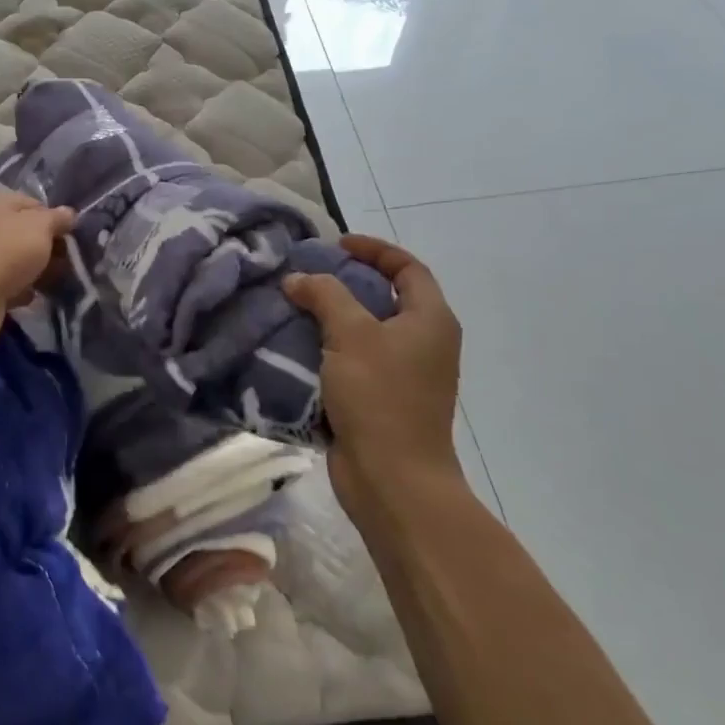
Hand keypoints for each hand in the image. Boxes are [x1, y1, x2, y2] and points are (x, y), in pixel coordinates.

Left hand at [0, 190, 74, 342]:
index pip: (31, 203)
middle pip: (22, 231)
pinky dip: (19, 287)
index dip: (54, 219)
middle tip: (66, 261)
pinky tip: (31, 296)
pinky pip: (4, 280)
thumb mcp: (41, 226)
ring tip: (54, 281)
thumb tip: (69, 214)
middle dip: (46, 246)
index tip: (70, 237)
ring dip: (35, 269)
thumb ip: (57, 218)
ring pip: (14, 257)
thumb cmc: (6, 251)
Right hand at [284, 235, 463, 519]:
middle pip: (385, 297)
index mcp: (430, 320)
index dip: (374, 249)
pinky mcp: (382, 400)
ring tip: (293, 306)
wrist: (392, 479)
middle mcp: (423, 343)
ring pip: (365, 331)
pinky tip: (296, 345)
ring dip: (330, 316)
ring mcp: (404, 375)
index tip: (336, 245)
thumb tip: (299, 279)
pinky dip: (328, 348)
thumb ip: (325, 295)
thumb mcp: (351, 334)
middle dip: (345, 282)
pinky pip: (353, 360)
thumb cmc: (380, 396)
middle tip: (308, 275)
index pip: (407, 268)